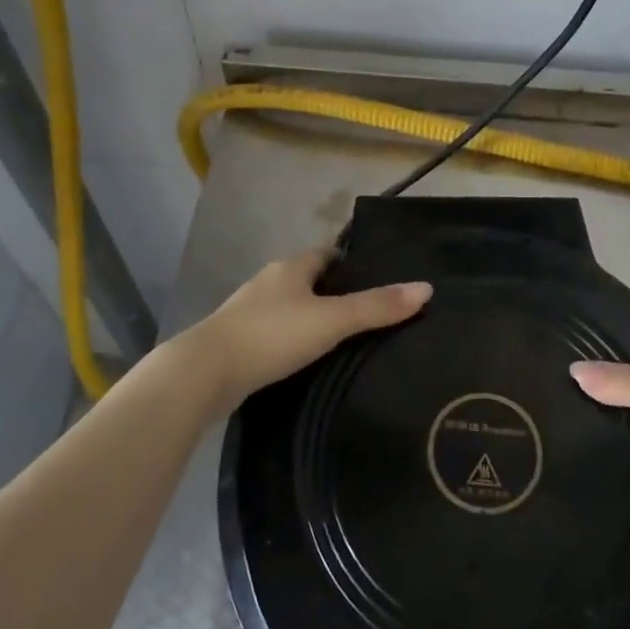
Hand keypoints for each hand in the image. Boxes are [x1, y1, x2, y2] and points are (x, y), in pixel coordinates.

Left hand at [177, 250, 431, 416]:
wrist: (204, 374)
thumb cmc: (272, 336)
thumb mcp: (332, 320)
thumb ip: (377, 307)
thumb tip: (426, 288)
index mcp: (291, 267)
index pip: (327, 254)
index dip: (351, 265)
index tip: (376, 282)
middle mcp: (268, 282)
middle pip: (308, 281)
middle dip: (333, 294)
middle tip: (367, 316)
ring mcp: (248, 312)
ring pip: (289, 308)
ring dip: (310, 319)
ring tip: (342, 342)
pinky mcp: (236, 342)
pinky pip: (273, 334)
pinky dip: (291, 342)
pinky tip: (304, 362)